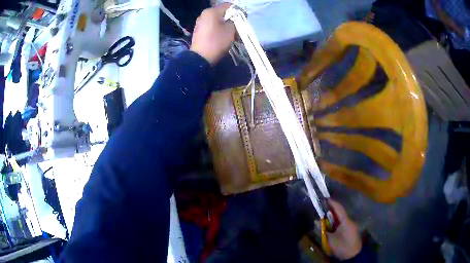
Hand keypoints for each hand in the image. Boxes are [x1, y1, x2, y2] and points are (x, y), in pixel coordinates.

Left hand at [190, 4, 235, 64]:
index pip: (228, 6)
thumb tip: (235, 18)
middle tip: (239, 27)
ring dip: (226, 25)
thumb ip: (235, 21)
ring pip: (217, 20)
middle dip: (232, 19)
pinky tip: (224, 36)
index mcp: (211, 11)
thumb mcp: (231, 30)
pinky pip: (212, 26)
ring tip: (232, 33)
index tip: (244, 19)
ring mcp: (200, 22)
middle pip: (222, 13)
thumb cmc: (217, 41)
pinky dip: (219, 29)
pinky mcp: (199, 31)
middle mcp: (204, 14)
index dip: (238, 11)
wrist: (201, 57)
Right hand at [327, 199, 361, 259]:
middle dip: (331, 210)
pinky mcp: (350, 230)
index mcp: (346, 221)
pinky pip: (342, 223)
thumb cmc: (342, 246)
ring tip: (324, 216)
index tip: (325, 198)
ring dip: (333, 216)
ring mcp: (351, 226)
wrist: (353, 255)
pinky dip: (336, 222)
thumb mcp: (330, 239)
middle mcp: (350, 221)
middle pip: (340, 213)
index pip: (339, 209)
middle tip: (322, 207)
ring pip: (341, 218)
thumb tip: (316, 221)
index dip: (332, 203)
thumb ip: (323, 230)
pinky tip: (330, 225)